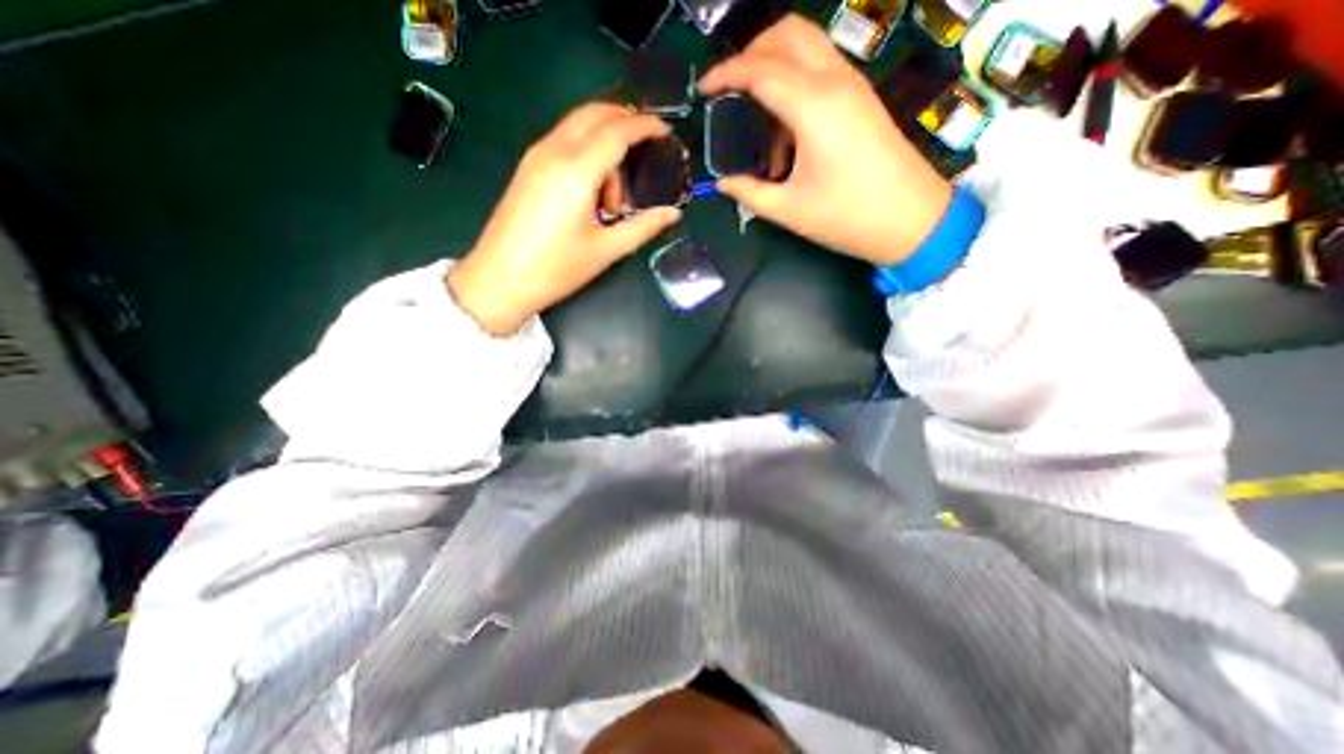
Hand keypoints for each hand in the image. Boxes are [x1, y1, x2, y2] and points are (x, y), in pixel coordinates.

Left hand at [452, 104, 683, 334]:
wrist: (499, 279)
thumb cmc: (556, 269)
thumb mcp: (605, 250)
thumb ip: (642, 227)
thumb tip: (672, 213)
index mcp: (576, 172)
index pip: (616, 131)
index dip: (645, 126)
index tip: (666, 131)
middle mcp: (553, 152)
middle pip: (594, 113)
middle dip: (624, 120)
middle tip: (647, 146)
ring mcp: (536, 156)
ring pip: (578, 126)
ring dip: (604, 145)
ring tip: (612, 199)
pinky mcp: (528, 167)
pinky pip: (564, 141)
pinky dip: (586, 151)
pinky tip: (592, 191)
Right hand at [692, 10, 953, 267]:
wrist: (911, 219)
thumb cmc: (847, 217)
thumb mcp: (789, 210)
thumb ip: (750, 193)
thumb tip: (723, 183)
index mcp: (812, 107)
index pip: (760, 69)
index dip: (725, 74)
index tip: (703, 89)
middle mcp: (834, 81)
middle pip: (786, 34)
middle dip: (750, 52)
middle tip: (729, 89)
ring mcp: (852, 85)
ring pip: (807, 44)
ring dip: (774, 64)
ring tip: (755, 114)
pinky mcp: (861, 97)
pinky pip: (821, 68)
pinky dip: (795, 82)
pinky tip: (785, 129)